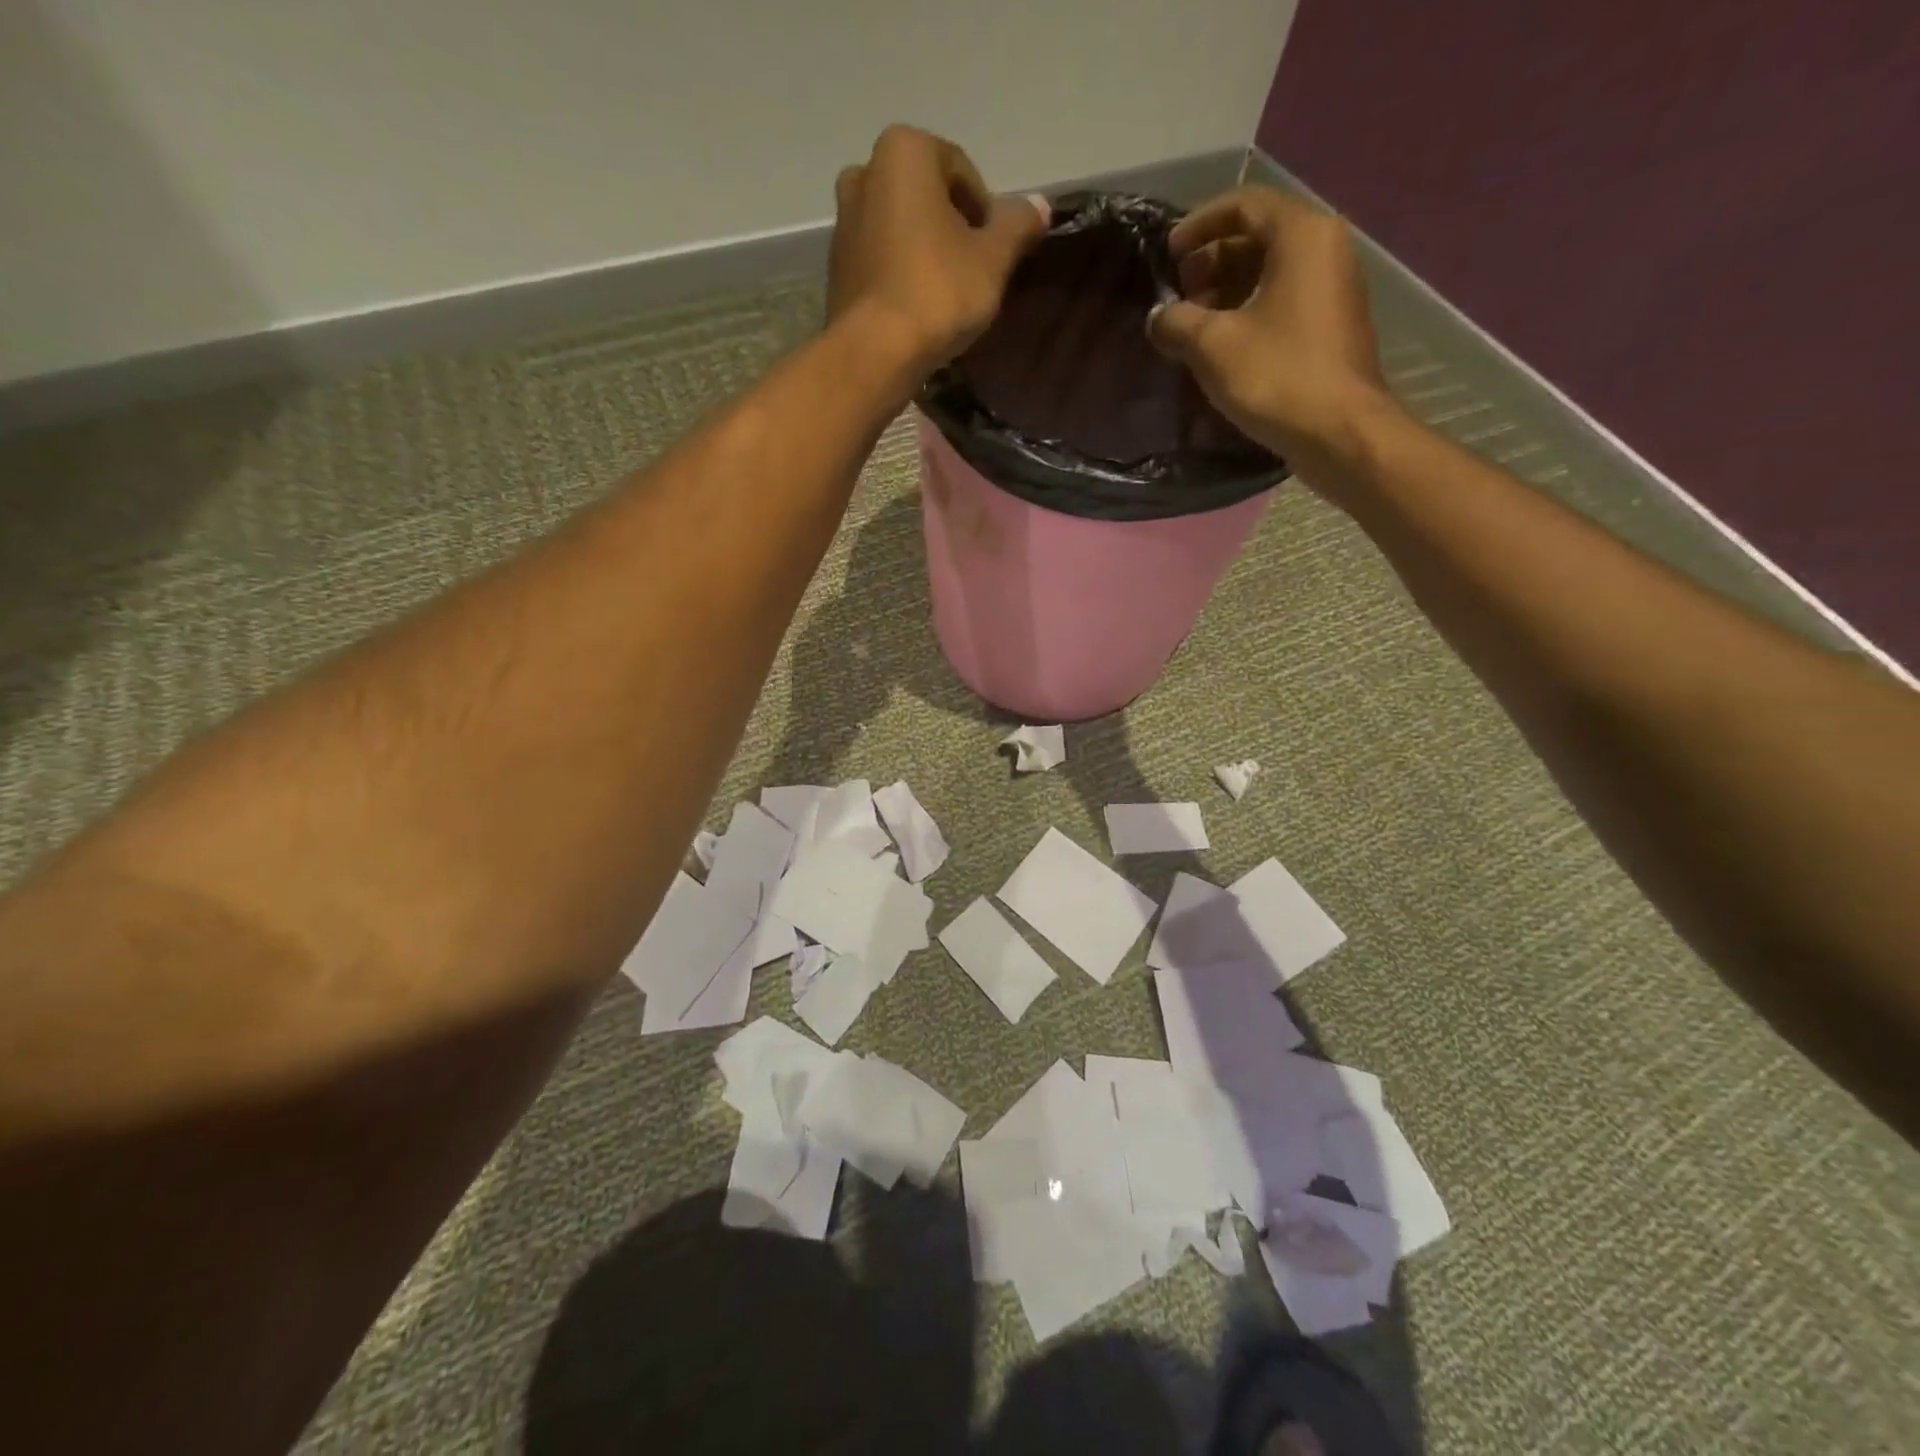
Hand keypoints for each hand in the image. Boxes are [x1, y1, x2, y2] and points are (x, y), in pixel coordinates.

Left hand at [826, 125, 1047, 376]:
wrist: (876, 352)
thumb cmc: (938, 292)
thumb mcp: (993, 259)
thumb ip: (1017, 225)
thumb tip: (1040, 205)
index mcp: (904, 151)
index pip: (962, 173)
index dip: (985, 215)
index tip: (993, 254)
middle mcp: (865, 172)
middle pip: (927, 198)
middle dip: (952, 229)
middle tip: (972, 273)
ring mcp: (844, 220)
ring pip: (901, 228)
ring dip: (925, 252)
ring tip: (945, 295)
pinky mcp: (836, 266)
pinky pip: (881, 259)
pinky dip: (901, 274)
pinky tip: (917, 308)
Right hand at [1147, 186, 1393, 482]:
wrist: (1338, 431)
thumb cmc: (1277, 376)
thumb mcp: (1213, 346)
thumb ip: (1177, 322)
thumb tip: (1157, 318)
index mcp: (1301, 235)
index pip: (1244, 204)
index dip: (1198, 224)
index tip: (1167, 254)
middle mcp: (1325, 248)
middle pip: (1258, 236)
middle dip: (1211, 260)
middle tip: (1178, 294)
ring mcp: (1332, 288)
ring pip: (1270, 271)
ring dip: (1227, 289)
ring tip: (1192, 324)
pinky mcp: (1330, 325)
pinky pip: (1283, 299)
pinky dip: (1249, 310)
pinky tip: (1221, 345)